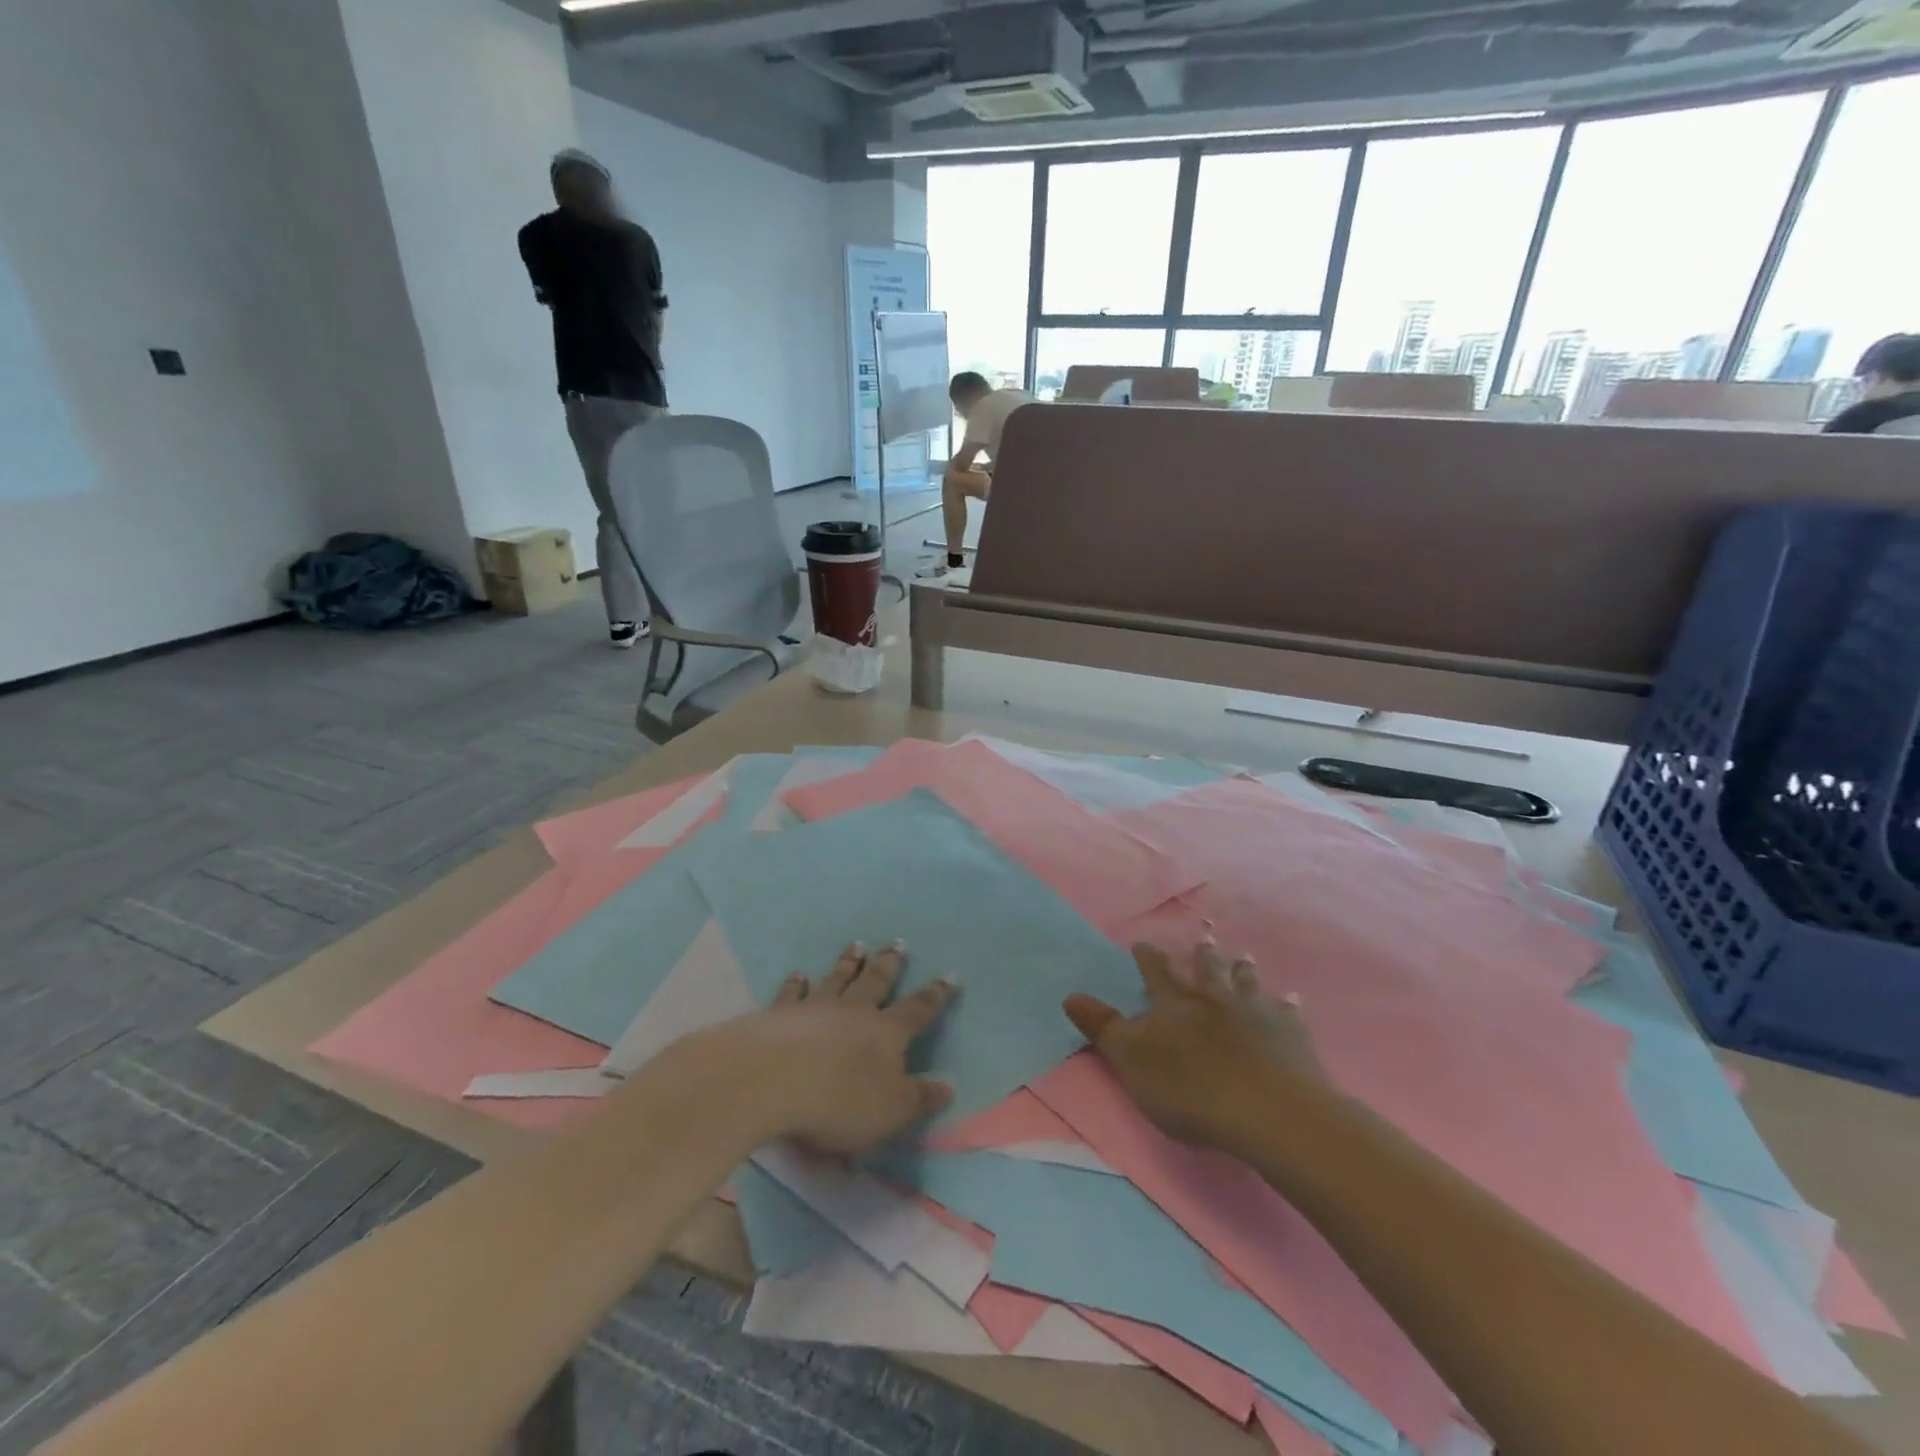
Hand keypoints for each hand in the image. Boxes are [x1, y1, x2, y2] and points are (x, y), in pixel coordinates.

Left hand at [702, 942, 956, 1155]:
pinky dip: (796, 983)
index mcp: (887, 1033)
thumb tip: (949, 1084)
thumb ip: (919, 1097)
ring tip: (857, 945)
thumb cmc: (839, 1102)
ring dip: (849, 963)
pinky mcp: (780, 1014)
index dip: (935, 995)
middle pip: (877, 982)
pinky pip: (792, 993)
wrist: (771, 1080)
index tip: (948, 975)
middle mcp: (855, 1012)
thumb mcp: (890, 1111)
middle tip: (898, 943)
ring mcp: (816, 1008)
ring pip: (838, 978)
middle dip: (890, 964)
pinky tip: (798, 974)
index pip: (918, 1010)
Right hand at [1064, 942, 1321, 1153]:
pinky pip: (1287, 1013)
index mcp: (1174, 1004)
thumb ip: (1103, 1028)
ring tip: (1241, 958)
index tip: (1142, 944)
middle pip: (1206, 971)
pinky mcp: (1289, 1035)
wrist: (1268, 1111)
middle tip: (1202, 942)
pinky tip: (1291, 1000)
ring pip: (1245, 983)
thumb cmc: (1191, 1089)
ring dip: (1241, 971)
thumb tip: (1070, 995)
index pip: (1156, 973)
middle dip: (1201, 956)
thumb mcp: (1132, 1060)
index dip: (1148, 958)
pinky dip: (1286, 1005)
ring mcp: (1255, 1013)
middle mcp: (1214, 999)